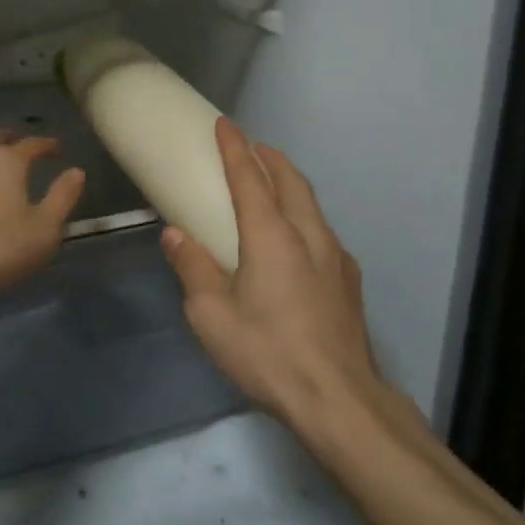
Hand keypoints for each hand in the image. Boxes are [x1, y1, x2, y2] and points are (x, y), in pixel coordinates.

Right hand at [161, 119, 380, 425]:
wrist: (339, 400)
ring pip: (311, 204)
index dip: (235, 148)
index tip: (225, 124)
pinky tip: (298, 239)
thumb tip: (175, 234)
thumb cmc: (268, 353)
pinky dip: (304, 215)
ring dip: (290, 183)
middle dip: (270, 157)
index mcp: (272, 236)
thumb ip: (193, 268)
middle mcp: (308, 235)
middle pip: (290, 180)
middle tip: (251, 147)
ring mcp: (336, 257)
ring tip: (273, 184)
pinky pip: (323, 231)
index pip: (250, 177)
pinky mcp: (348, 281)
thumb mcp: (212, 316)